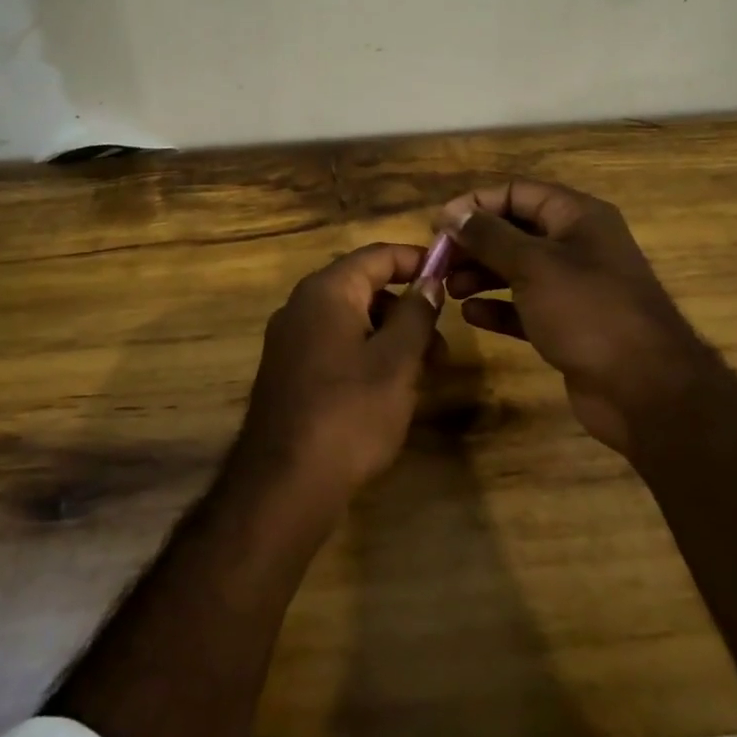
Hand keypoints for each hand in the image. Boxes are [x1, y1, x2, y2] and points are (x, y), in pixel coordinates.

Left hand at [234, 243, 443, 513]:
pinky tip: (388, 390)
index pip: (377, 255)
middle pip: (363, 287)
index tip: (452, 274)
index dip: (417, 260)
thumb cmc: (350, 412)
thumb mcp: (397, 361)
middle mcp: (301, 306)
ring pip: (351, 320)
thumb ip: (417, 314)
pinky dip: (366, 354)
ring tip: (423, 374)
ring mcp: (289, 340)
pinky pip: (334, 346)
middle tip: (442, 344)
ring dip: (390, 336)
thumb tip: (430, 280)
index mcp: (326, 291)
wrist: (284, 482)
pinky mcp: (288, 372)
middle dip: (407, 308)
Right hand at [439, 180, 724, 457]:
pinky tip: (470, 316)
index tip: (438, 224)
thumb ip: (489, 236)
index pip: (518, 192)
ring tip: (448, 289)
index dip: (476, 204)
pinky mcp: (568, 325)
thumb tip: (453, 214)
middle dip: (475, 243)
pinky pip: (525, 307)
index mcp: (578, 217)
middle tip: (437, 261)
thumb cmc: (587, 311)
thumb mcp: (533, 265)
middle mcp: (577, 245)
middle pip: (515, 231)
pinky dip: (498, 308)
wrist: (644, 389)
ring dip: (481, 275)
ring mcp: (574, 288)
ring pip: (517, 270)